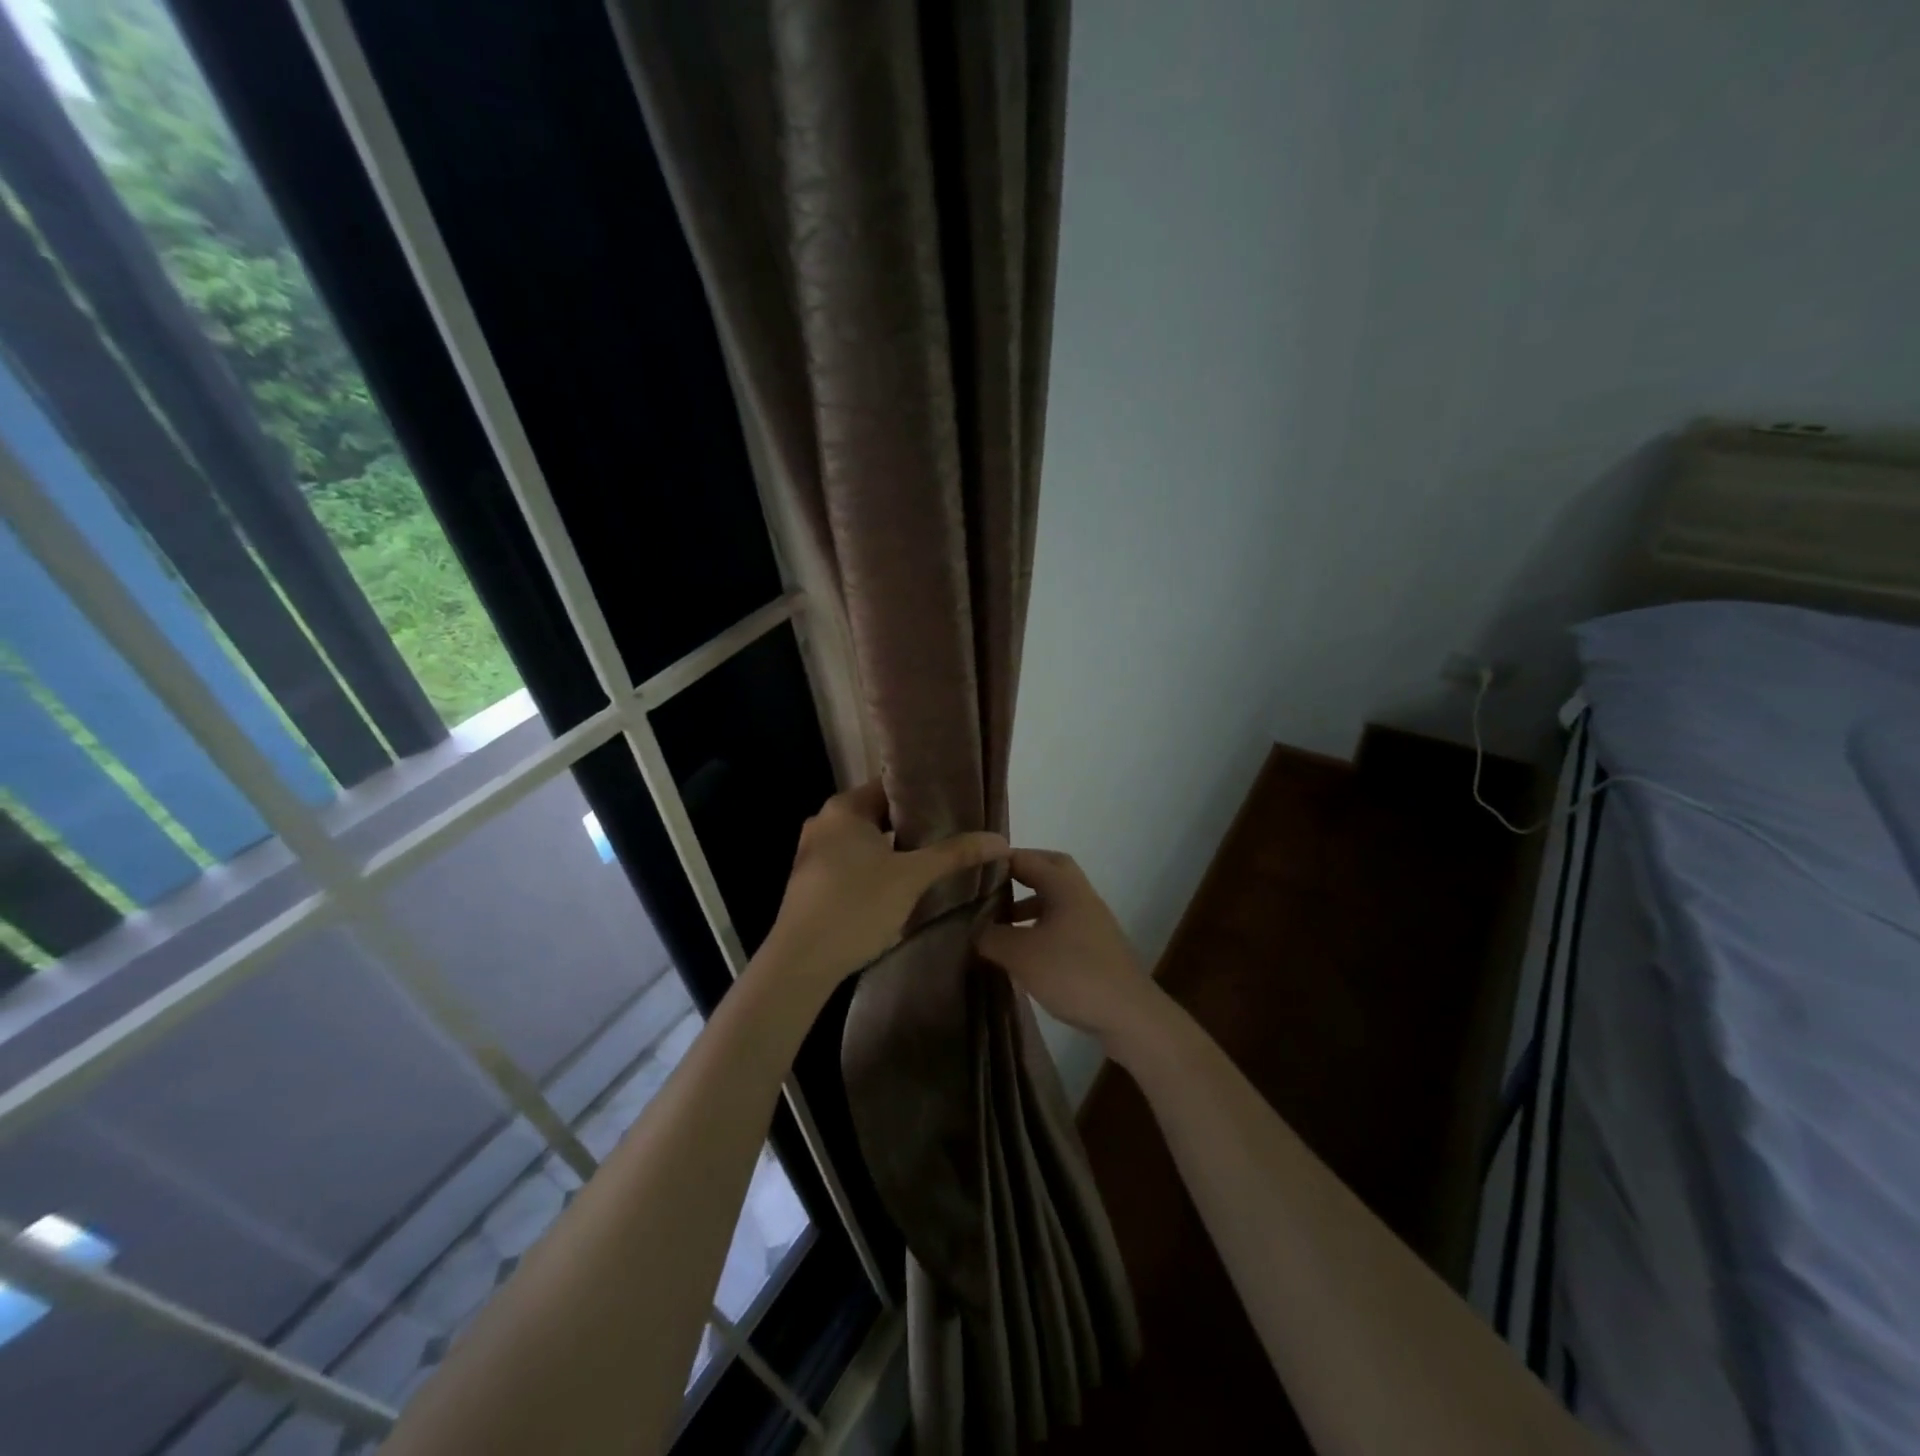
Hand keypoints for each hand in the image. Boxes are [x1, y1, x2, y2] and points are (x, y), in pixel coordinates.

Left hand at [762, 782, 1008, 991]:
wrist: (801, 963)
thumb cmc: (855, 906)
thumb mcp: (912, 877)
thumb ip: (954, 854)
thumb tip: (1001, 839)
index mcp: (843, 808)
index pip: (890, 785)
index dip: (924, 793)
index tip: (956, 803)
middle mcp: (824, 822)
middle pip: (879, 813)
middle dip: (914, 824)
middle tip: (954, 832)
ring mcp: (814, 853)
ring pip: (867, 841)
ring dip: (897, 848)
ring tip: (935, 857)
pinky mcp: (813, 882)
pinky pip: (853, 862)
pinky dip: (878, 867)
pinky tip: (903, 883)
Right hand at [978, 849, 1167, 1056]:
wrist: (1129, 1015)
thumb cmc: (1073, 973)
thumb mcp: (1021, 954)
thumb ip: (990, 936)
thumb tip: (972, 929)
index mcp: (1064, 886)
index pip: (1026, 857)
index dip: (997, 861)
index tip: (969, 873)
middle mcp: (1081, 895)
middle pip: (1048, 870)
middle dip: (1019, 874)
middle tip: (990, 888)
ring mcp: (1092, 921)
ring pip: (1056, 899)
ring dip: (1029, 903)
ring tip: (1000, 923)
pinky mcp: (1096, 947)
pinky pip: (1062, 924)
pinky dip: (1040, 928)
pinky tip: (1023, 952)